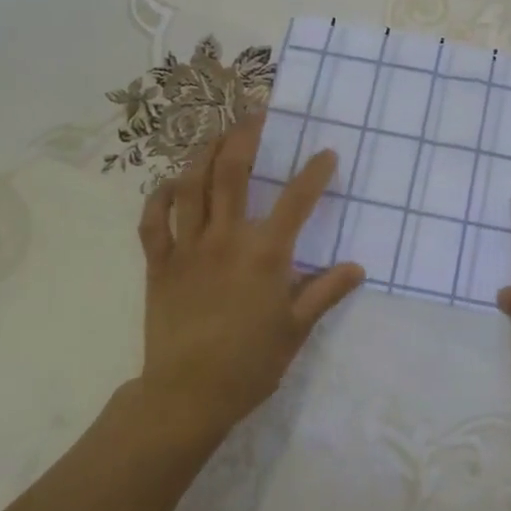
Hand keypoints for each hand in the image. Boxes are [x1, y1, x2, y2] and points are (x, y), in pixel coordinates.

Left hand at [137, 114, 364, 441]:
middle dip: (245, 137)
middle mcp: (225, 239)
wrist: (186, 397)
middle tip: (257, 114)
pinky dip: (158, 197)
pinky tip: (170, 183)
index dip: (314, 173)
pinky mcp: (158, 264)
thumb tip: (357, 267)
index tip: (326, 153)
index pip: (297, 201)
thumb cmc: (249, 364)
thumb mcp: (296, 330)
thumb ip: (325, 292)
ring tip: (217, 135)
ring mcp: (187, 248)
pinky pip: (153, 221)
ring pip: (191, 186)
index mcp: (264, 254)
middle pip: (232, 173)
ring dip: (204, 153)